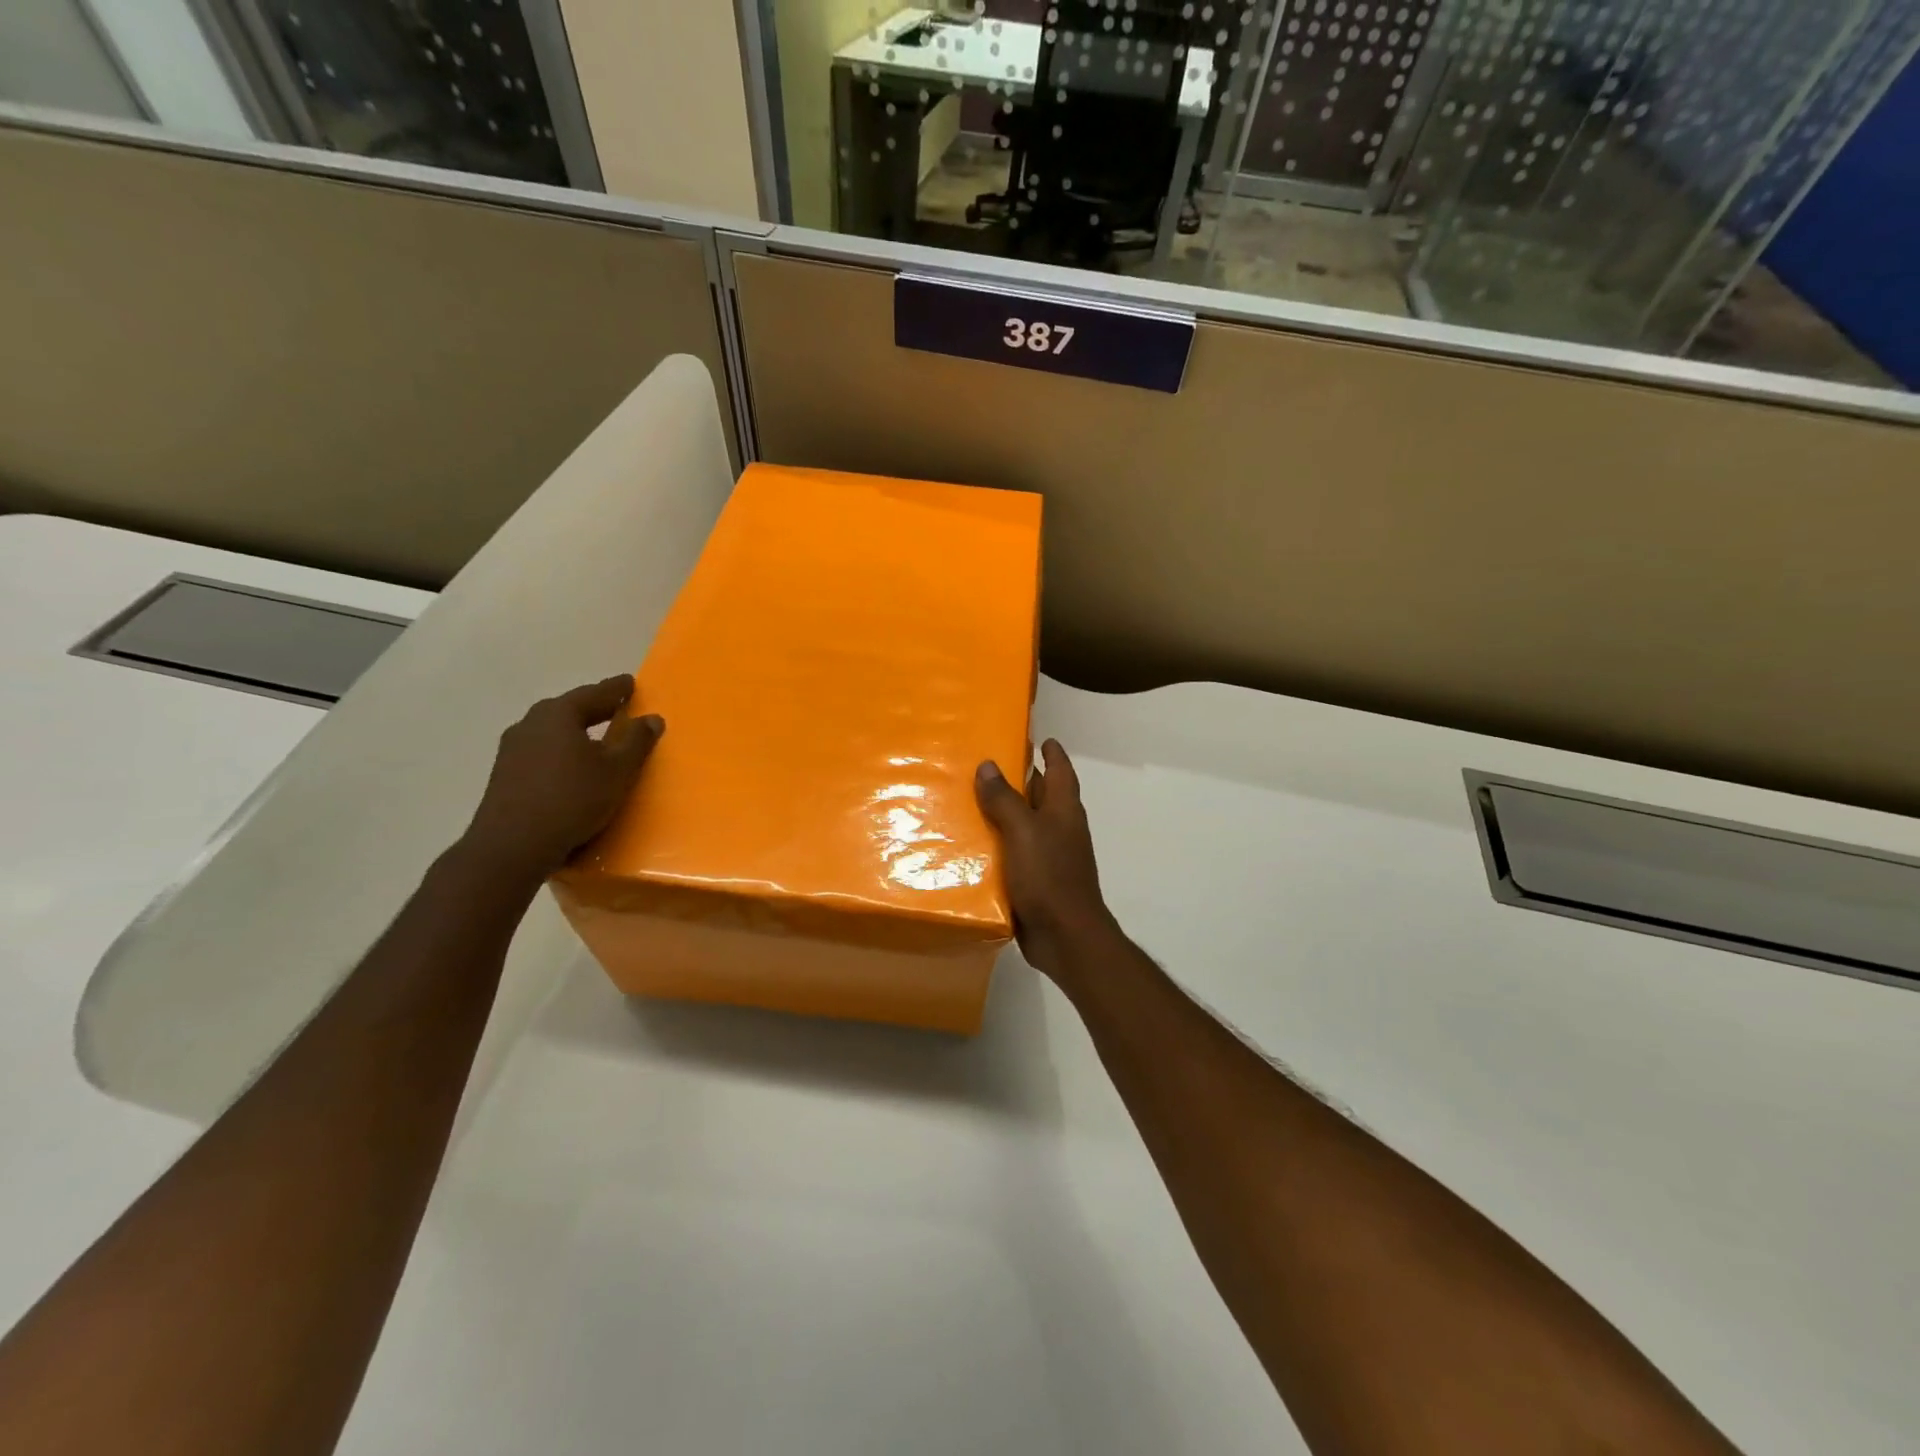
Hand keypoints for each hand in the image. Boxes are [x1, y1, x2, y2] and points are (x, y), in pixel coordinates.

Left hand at [462, 676, 663, 880]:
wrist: (512, 846)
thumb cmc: (572, 799)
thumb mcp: (617, 771)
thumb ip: (637, 741)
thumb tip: (652, 718)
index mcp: (558, 714)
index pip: (595, 693)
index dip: (616, 689)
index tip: (629, 683)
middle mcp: (530, 723)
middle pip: (569, 709)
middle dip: (594, 708)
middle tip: (616, 709)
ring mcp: (512, 749)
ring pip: (552, 731)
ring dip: (575, 731)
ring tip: (596, 739)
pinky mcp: (504, 774)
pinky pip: (541, 752)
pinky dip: (560, 751)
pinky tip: (570, 767)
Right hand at [975, 739, 1117, 977]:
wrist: (1065, 936)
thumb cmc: (1049, 875)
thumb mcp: (1023, 831)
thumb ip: (1005, 798)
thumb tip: (988, 765)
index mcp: (1063, 810)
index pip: (1060, 771)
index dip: (1052, 753)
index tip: (1040, 738)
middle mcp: (1060, 829)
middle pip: (1041, 796)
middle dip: (1021, 780)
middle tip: (987, 765)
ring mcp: (1050, 856)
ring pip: (1025, 826)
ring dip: (1004, 814)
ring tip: (969, 802)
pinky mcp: (1037, 881)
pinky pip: (1015, 855)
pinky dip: (998, 846)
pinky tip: (972, 847)